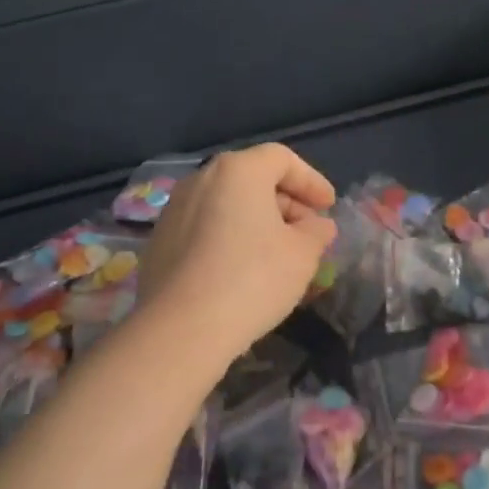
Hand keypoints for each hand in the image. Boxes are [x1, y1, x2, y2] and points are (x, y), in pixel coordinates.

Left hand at [137, 144, 337, 361]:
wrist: (181, 328)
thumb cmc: (253, 279)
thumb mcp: (302, 255)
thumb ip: (316, 232)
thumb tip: (318, 226)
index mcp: (238, 170)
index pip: (282, 159)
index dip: (311, 181)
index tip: (328, 207)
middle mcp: (202, 178)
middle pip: (252, 178)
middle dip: (286, 201)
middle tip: (307, 232)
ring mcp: (174, 209)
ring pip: (227, 202)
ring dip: (257, 220)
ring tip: (278, 252)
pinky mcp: (160, 240)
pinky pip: (205, 226)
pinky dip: (230, 236)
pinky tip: (242, 268)